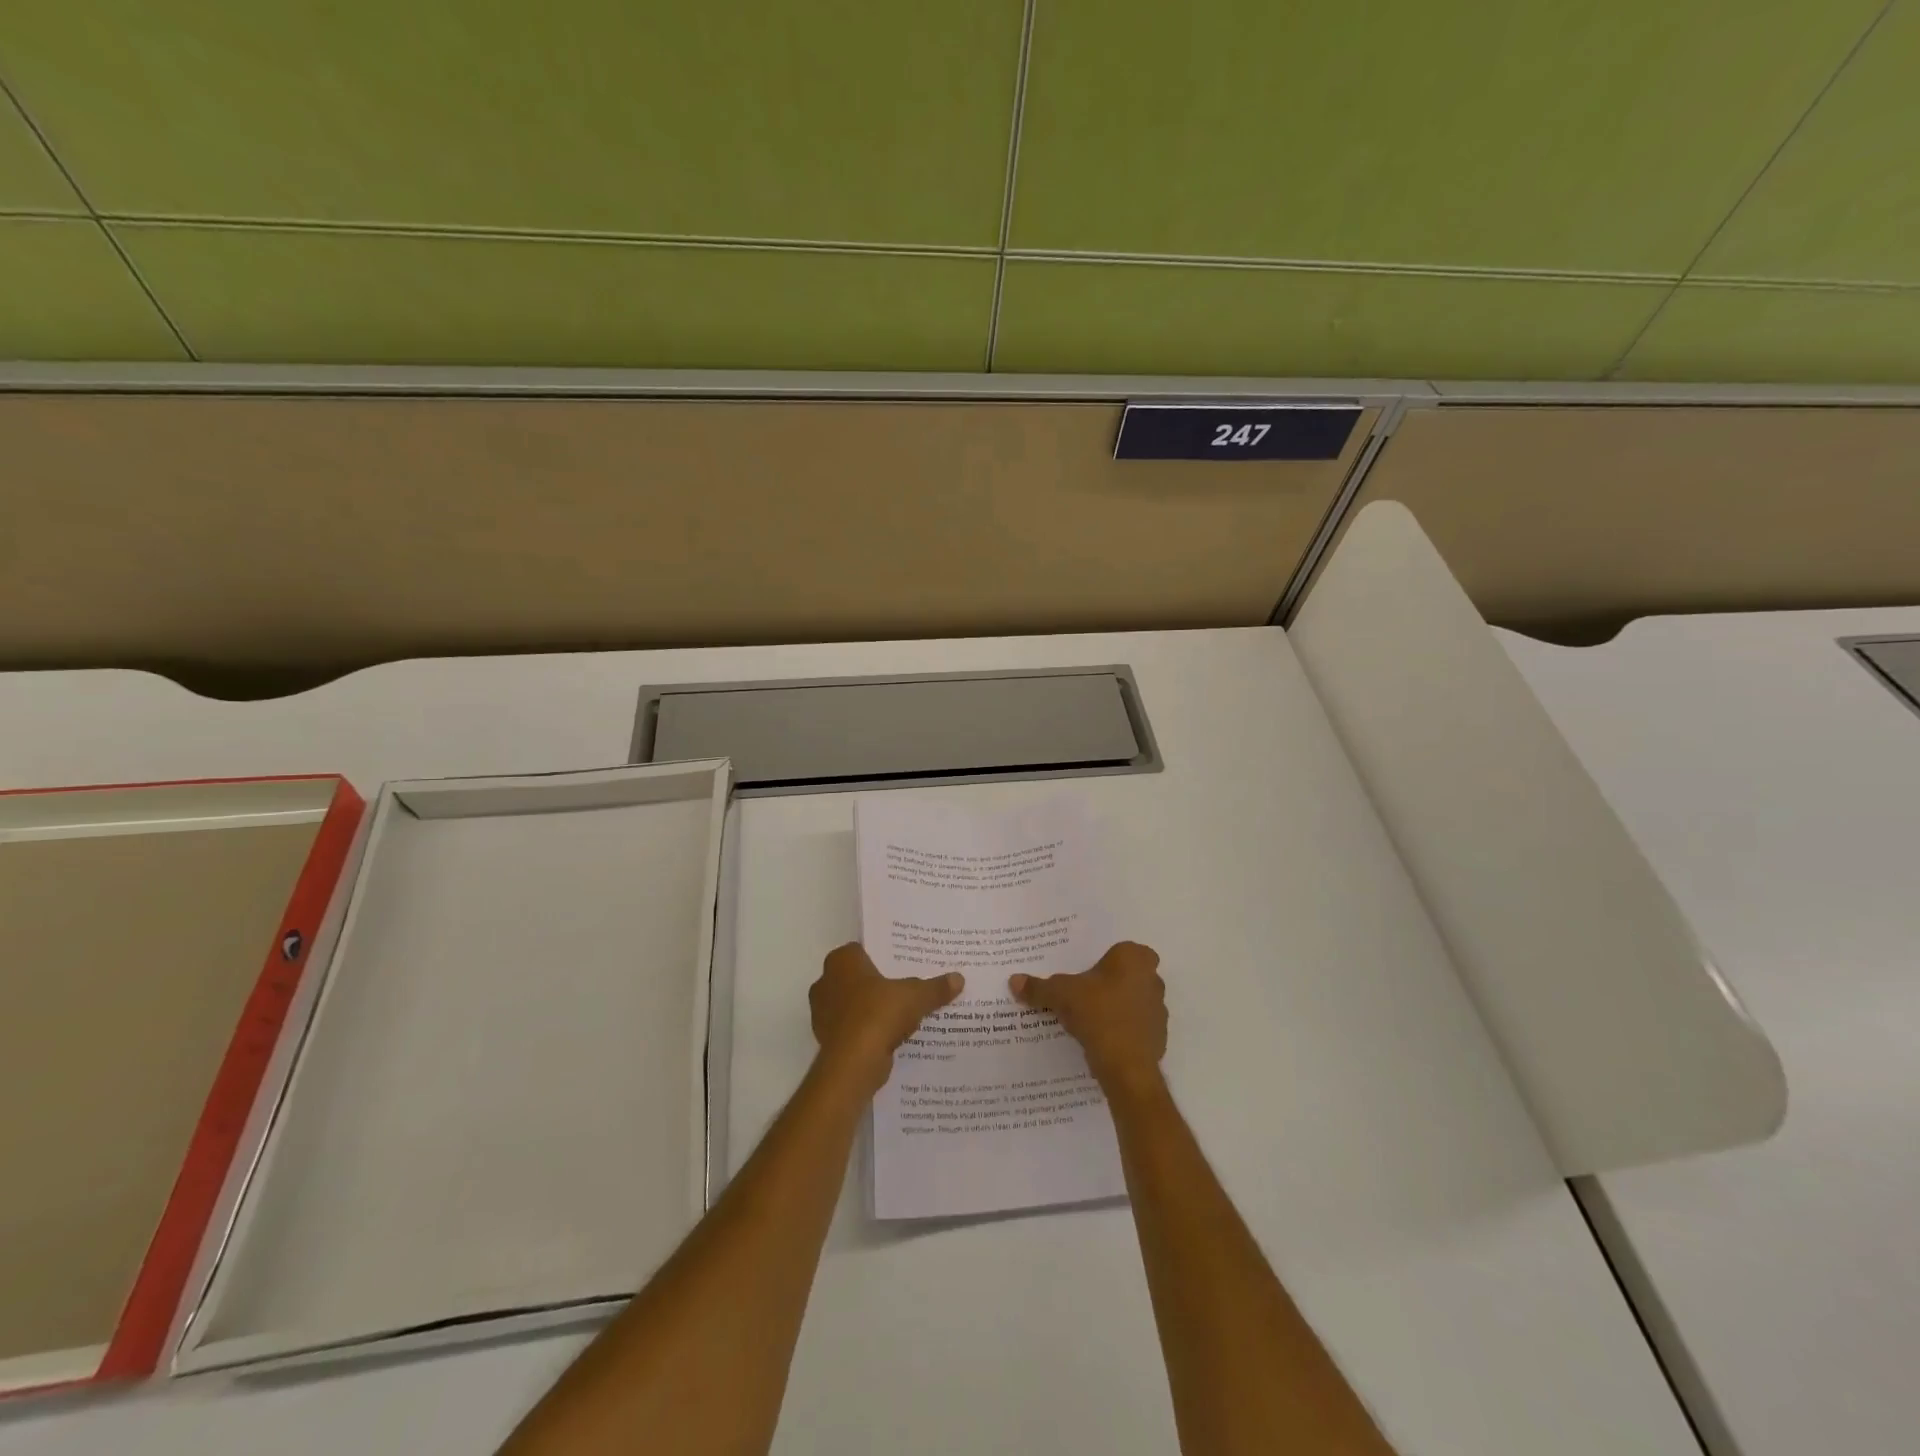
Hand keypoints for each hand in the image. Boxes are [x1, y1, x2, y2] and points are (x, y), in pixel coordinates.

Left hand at [810, 943, 962, 1092]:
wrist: (853, 1063)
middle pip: (858, 977)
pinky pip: (852, 1027)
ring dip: (872, 1009)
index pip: (863, 949)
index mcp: (842, 961)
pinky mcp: (826, 1038)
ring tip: (901, 1013)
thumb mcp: (916, 996)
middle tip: (906, 987)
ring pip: (854, 1003)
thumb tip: (959, 978)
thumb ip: (935, 987)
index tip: (903, 964)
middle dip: (878, 983)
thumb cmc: (879, 1014)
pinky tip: (889, 1036)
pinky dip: (867, 1030)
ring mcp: (822, 1011)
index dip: (883, 956)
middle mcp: (826, 981)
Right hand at [1010, 941, 1167, 1095]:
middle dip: (1111, 983)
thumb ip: (1039, 987)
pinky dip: (1123, 1031)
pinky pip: (1137, 1028)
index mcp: (1134, 959)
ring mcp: (1159, 1010)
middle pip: (1129, 975)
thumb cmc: (1097, 1014)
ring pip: (1135, 1002)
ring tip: (1089, 1018)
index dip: (1107, 959)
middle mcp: (1152, 979)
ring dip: (1118, 1007)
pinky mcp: (1158, 1038)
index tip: (1088, 971)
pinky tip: (1101, 1040)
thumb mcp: (1060, 995)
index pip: (1123, 950)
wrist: (1126, 1066)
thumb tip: (1014, 980)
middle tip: (1085, 992)